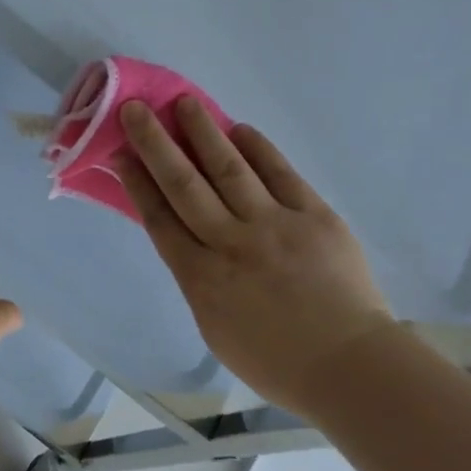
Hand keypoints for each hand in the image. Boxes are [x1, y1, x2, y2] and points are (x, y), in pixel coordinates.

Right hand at [117, 97, 392, 415]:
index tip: (121, 154)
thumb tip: (190, 240)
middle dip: (157, 145)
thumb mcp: (214, 329)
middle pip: (185, 185)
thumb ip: (198, 281)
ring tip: (185, 103)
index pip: (160, 219)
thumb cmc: (274, 362)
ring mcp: (276, 226)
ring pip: (230, 170)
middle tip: (137, 110)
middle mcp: (231, 244)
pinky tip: (241, 130)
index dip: (137, 183)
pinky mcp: (316, 217)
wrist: (349, 367)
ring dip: (204, 133)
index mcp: (201, 279)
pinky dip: (259, 149)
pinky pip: (281, 174)